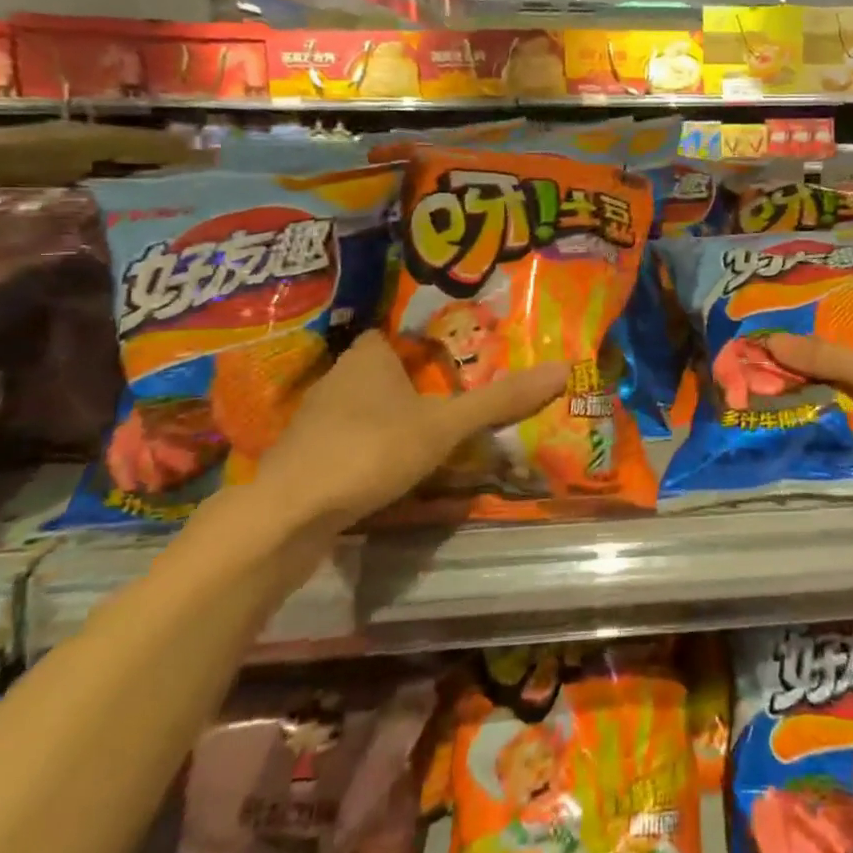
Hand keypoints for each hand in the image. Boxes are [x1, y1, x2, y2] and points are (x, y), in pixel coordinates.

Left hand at [248, 333, 569, 530]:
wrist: (289, 515)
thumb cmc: (371, 449)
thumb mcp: (445, 425)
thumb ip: (500, 401)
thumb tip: (563, 369)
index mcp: (367, 358)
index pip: (392, 338)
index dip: (418, 346)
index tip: (448, 362)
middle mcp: (336, 380)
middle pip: (378, 374)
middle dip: (407, 385)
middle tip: (448, 400)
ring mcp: (313, 422)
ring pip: (359, 410)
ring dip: (385, 420)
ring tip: (424, 437)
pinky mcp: (302, 461)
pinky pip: (344, 444)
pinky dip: (365, 452)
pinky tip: (385, 472)